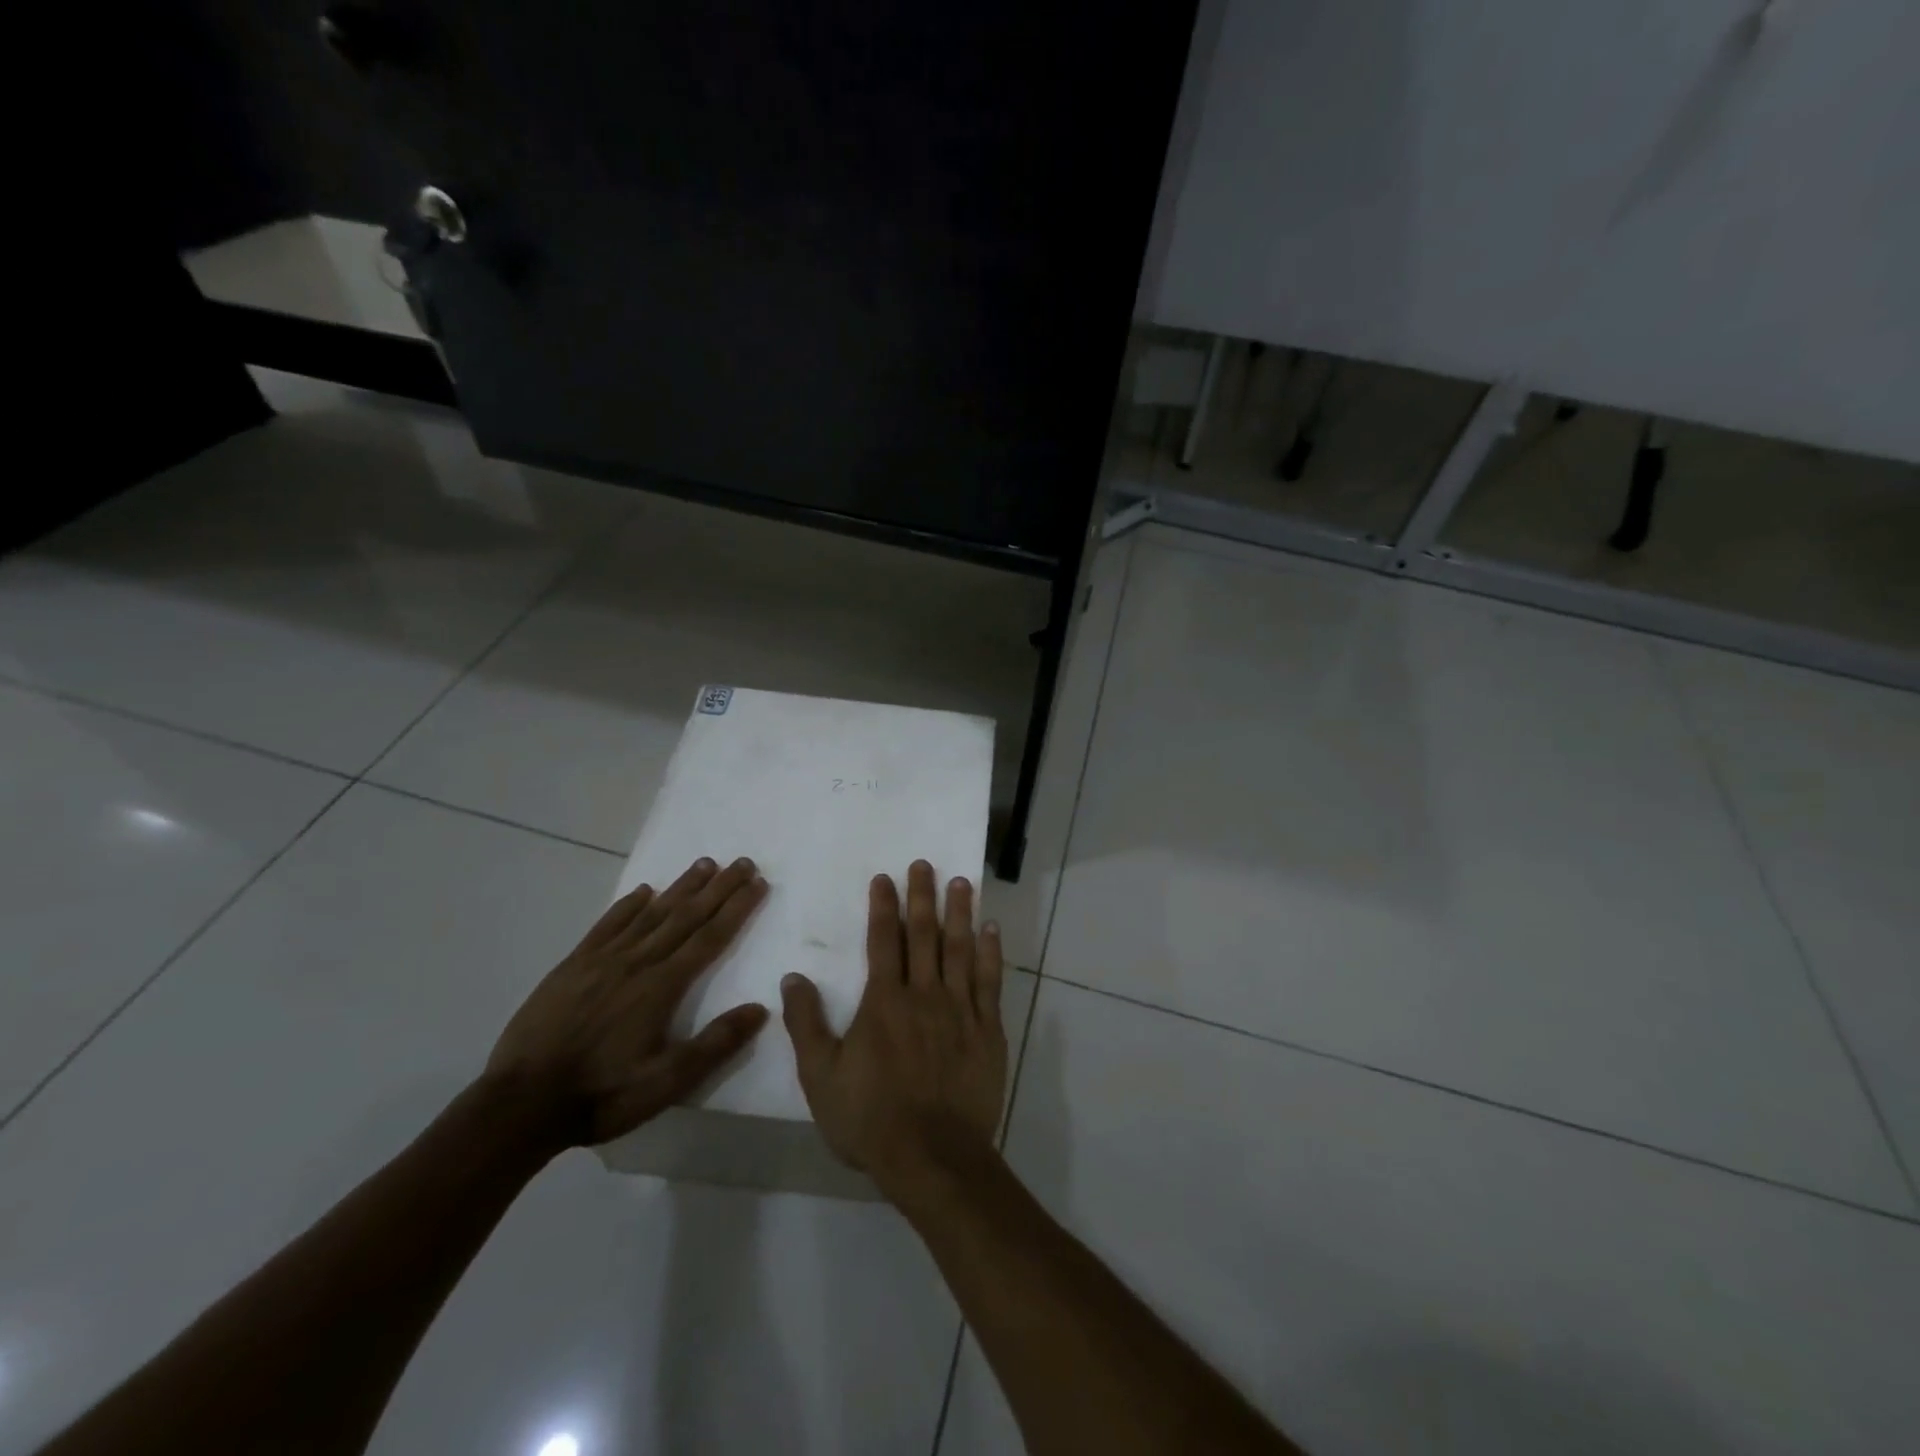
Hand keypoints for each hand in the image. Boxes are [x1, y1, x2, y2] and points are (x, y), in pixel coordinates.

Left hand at [488, 855, 769, 1149]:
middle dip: (718, 888)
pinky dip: (628, 904)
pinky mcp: (572, 966)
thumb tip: (760, 1008)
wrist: (520, 1105)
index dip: (737, 908)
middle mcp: (637, 962)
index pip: (710, 937)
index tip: (758, 882)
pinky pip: (607, 925)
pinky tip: (643, 891)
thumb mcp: (667, 1083)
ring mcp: (602, 960)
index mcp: (662, 986)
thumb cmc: (601, 1095)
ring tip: (704, 864)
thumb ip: (715, 1044)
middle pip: (685, 916)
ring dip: (680, 887)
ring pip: (650, 913)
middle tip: (743, 862)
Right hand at [781, 861, 1006, 1193]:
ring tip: (961, 882)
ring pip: (961, 949)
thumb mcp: (820, 1077)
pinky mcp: (988, 1029)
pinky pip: (991, 982)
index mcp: (884, 1002)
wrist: (932, 1156)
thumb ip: (806, 1024)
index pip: (883, 941)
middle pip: (924, 934)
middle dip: (922, 896)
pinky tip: (992, 930)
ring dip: (960, 913)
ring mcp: (960, 1010)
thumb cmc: (870, 1119)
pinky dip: (991, 954)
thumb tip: (793, 978)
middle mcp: (924, 994)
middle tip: (924, 864)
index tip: (885, 878)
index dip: (884, 906)